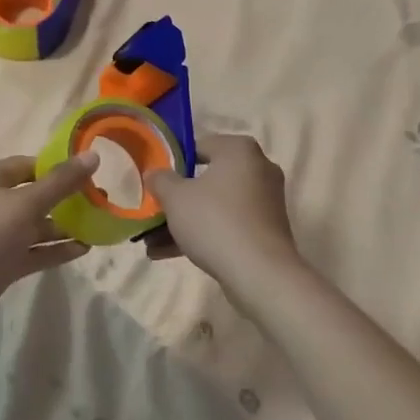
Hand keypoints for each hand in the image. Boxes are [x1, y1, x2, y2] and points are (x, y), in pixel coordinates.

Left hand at [0, 154, 95, 340]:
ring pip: (37, 226)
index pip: (31, 165)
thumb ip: (61, 182)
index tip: (93, 173)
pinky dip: (56, 250)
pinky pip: (34, 251)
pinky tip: (84, 250)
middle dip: (67, 199)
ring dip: (65, 227)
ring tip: (100, 226)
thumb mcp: (25, 204)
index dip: (60, 167)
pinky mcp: (1, 264)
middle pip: (36, 195)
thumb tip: (94, 155)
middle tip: (103, 201)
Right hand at [143, 135, 301, 294]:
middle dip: (177, 200)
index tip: (156, 183)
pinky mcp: (266, 230)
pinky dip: (203, 235)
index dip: (173, 164)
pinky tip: (169, 254)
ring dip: (185, 222)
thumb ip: (160, 180)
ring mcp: (265, 202)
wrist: (259, 273)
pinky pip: (228, 225)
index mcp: (240, 150)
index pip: (199, 146)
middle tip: (154, 213)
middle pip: (206, 179)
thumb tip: (155, 174)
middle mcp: (258, 169)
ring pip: (215, 206)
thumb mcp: (175, 197)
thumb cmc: (215, 221)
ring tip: (152, 243)